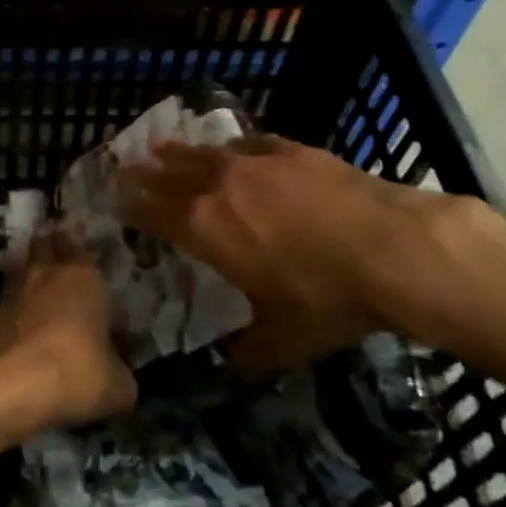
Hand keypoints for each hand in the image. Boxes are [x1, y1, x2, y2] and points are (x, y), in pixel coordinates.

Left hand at [0, 227, 136, 431]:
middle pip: (53, 243)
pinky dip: (16, 296)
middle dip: (59, 240)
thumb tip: (119, 375)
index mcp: (87, 279)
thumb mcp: (117, 386)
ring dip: (33, 261)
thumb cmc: (74, 373)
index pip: (93, 254)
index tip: (99, 258)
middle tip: (62, 235)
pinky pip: (10, 292)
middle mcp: (52, 273)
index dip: (97, 258)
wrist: (8, 385)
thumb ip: (121, 374)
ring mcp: (18, 289)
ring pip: (27, 261)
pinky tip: (21, 309)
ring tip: (40, 267)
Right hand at [116, 134, 497, 374]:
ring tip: (160, 146)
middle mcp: (221, 188)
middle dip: (145, 173)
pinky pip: (249, 144)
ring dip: (179, 151)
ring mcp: (256, 163)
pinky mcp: (291, 150)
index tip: (115, 197)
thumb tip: (231, 362)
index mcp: (206, 230)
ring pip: (204, 153)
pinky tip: (231, 146)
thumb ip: (249, 351)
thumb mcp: (284, 340)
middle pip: (171, 175)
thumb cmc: (327, 298)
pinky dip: (232, 147)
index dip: (132, 205)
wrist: (390, 248)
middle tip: (126, 165)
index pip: (154, 212)